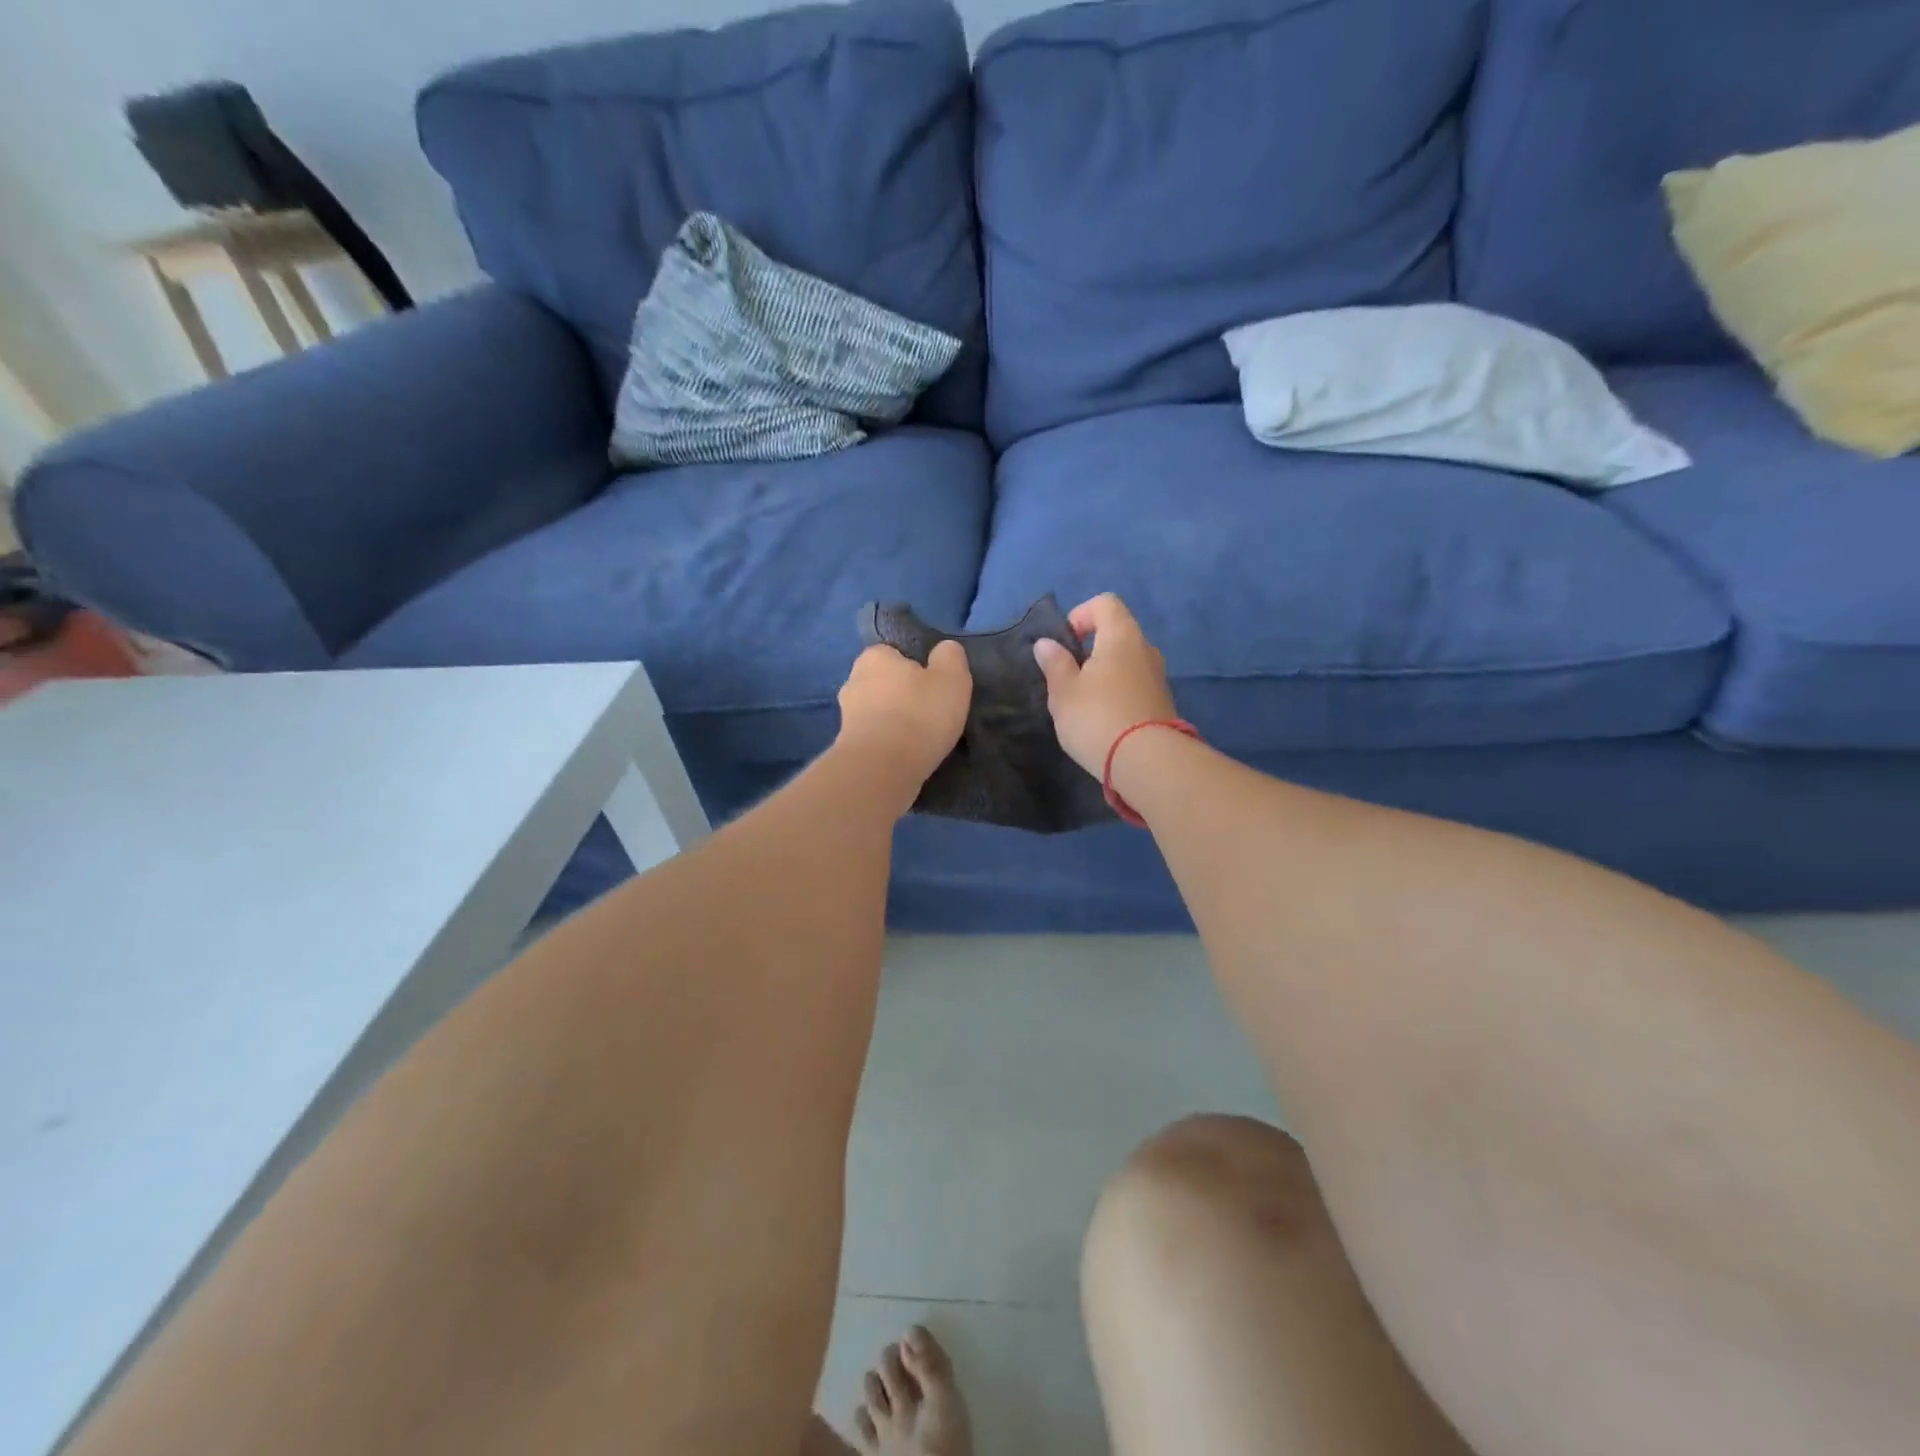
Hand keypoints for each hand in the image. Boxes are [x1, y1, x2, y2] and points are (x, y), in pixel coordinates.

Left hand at [835, 641, 971, 796]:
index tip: (934, 689)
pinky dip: (886, 744)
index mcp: (874, 656)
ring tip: (919, 740)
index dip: (916, 669)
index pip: (895, 654)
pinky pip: (873, 738)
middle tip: (929, 714)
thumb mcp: (951, 678)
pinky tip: (904, 756)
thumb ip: (950, 657)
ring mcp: (845, 716)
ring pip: (877, 712)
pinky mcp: (845, 746)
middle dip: (902, 696)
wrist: (882, 769)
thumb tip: (944, 650)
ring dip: (894, 722)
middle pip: (884, 683)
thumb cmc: (919, 715)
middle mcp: (853, 680)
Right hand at [1033, 594, 1177, 777]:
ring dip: (1106, 673)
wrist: (1147, 762)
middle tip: (1069, 677)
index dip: (1081, 615)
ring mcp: (1158, 676)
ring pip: (1127, 661)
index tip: (1066, 644)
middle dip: (1091, 649)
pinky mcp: (1163, 702)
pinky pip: (1136, 684)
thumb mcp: (1063, 692)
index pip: (1105, 603)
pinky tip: (1105, 719)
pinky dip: (1119, 692)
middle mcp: (1145, 649)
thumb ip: (1055, 663)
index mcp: (1121, 636)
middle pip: (1117, 633)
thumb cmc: (1097, 718)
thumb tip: (1047, 643)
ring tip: (1085, 702)